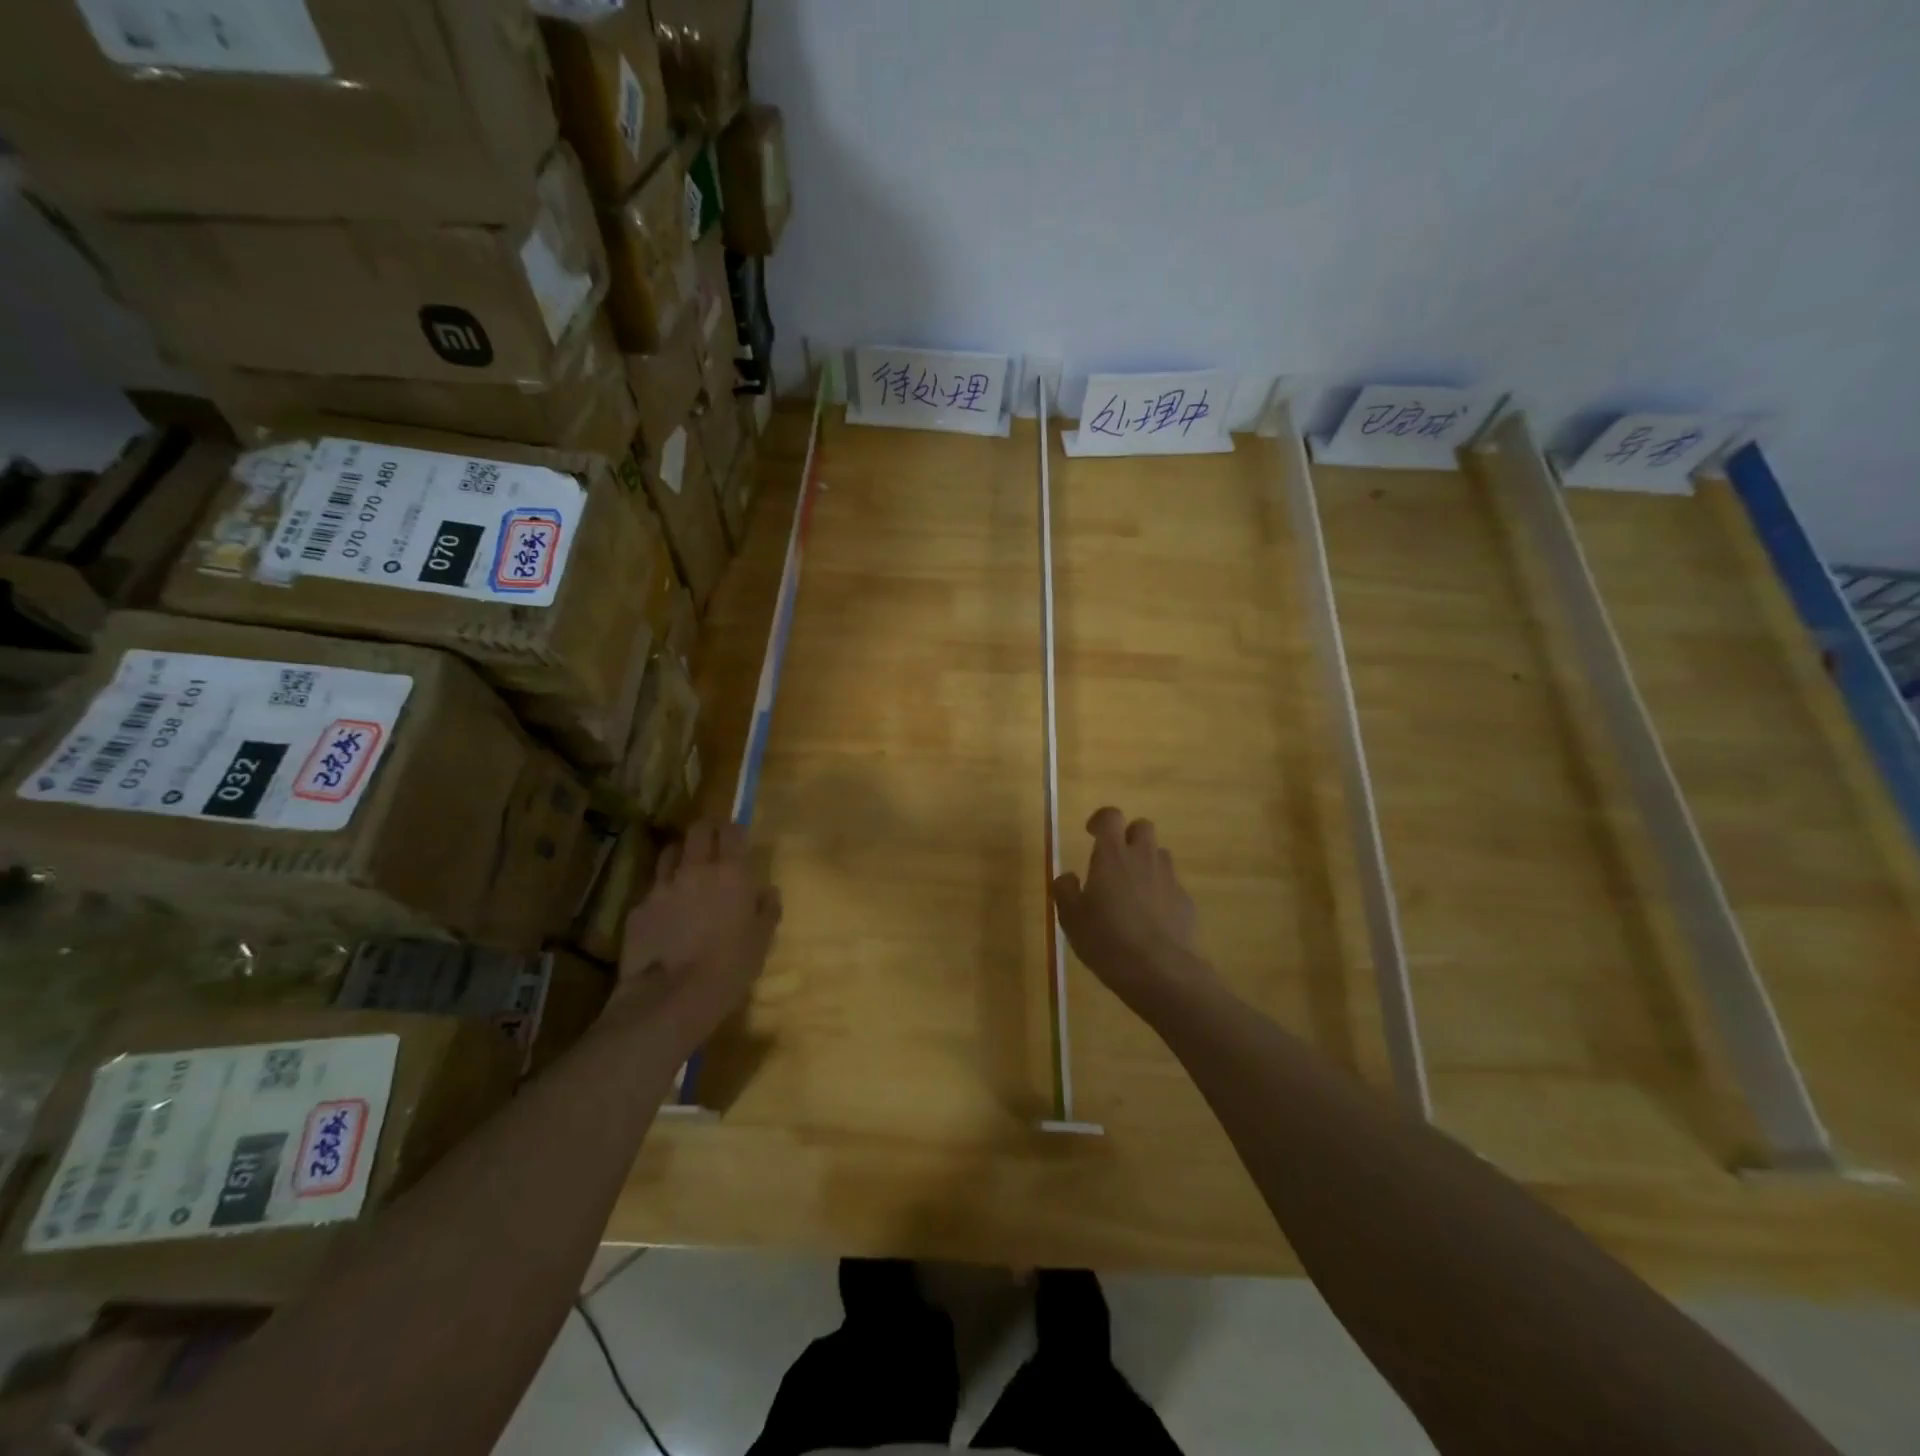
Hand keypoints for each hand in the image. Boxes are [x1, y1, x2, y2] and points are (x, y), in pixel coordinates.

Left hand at [618, 819, 782, 1051]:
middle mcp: (695, 870)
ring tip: (686, 873)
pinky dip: (661, 895)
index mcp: (731, 873)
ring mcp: (662, 888)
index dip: (733, 828)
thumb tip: (767, 892)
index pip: (731, 831)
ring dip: (680, 856)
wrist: (671, 998)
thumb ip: (767, 909)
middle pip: (697, 830)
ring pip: (669, 854)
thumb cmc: (729, 967)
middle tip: (712, 843)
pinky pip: (652, 891)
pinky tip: (666, 916)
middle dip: (706, 830)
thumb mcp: (762, 940)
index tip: (736, 835)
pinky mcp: (638, 909)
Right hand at [1053, 807, 1208, 1014]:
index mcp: (1113, 856)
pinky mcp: (1186, 901)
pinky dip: (1160, 892)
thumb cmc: (1107, 940)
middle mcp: (1143, 858)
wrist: (1160, 971)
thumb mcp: (1071, 919)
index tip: (1091, 833)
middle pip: (1143, 827)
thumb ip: (1065, 891)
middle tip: (1115, 860)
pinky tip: (1151, 919)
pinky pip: (1171, 885)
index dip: (1100, 820)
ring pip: (1160, 855)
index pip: (1110, 816)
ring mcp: (1169, 879)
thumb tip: (1068, 877)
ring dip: (1146, 863)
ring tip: (1132, 891)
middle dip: (1129, 836)